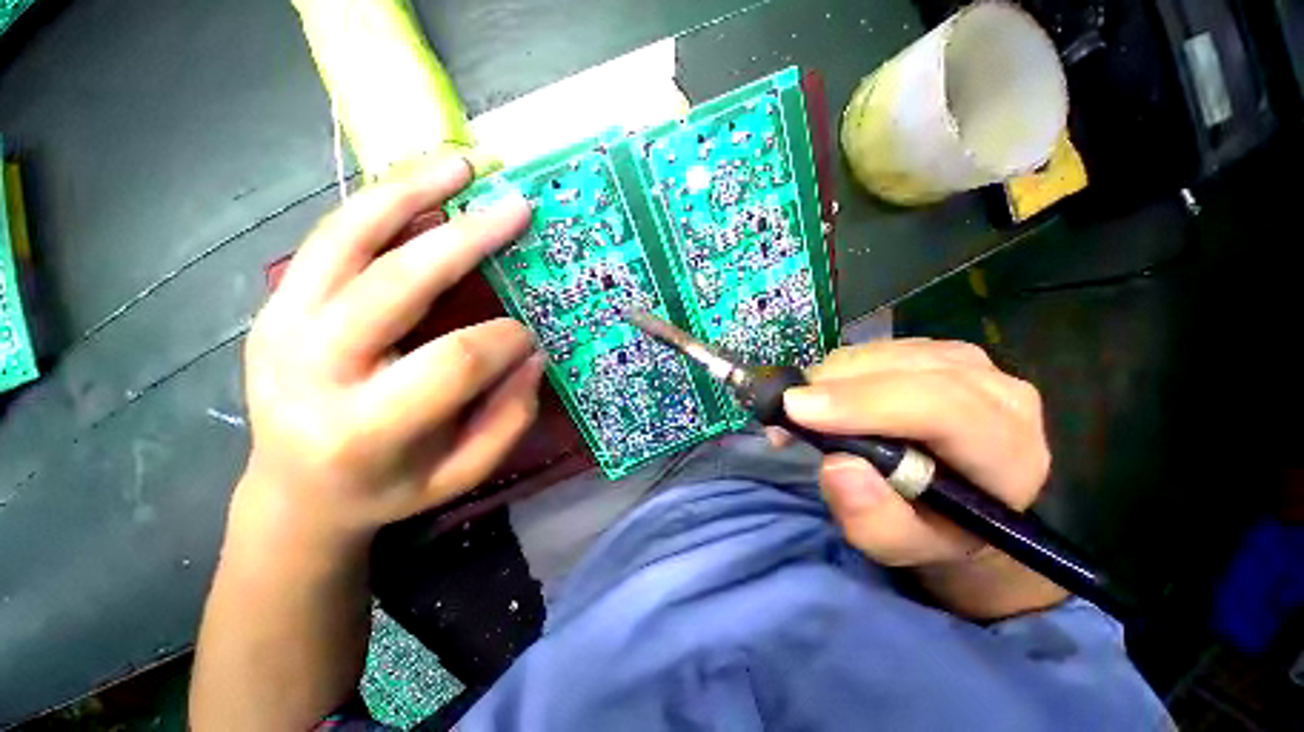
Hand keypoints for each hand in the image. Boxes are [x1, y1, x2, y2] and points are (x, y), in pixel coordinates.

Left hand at [235, 156, 540, 546]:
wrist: (294, 491)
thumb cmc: (388, 488)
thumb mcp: (462, 473)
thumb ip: (508, 417)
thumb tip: (531, 354)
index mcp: (365, 429)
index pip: (455, 362)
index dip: (506, 339)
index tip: (529, 334)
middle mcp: (313, 370)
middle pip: (398, 283)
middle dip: (467, 240)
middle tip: (515, 207)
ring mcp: (281, 328)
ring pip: (348, 239)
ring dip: (410, 192)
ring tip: (460, 164)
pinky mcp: (276, 306)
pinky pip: (330, 240)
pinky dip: (379, 206)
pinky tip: (419, 188)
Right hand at [781, 339, 1065, 617]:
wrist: (957, 499)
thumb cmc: (931, 528)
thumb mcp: (901, 546)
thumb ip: (875, 521)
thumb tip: (839, 465)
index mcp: (1007, 451)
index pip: (941, 407)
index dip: (863, 404)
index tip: (797, 410)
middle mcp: (997, 392)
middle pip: (904, 370)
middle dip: (832, 388)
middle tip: (786, 416)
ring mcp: (967, 362)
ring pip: (882, 353)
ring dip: (829, 379)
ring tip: (804, 414)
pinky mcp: (933, 350)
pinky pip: (873, 348)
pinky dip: (835, 371)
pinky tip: (825, 398)